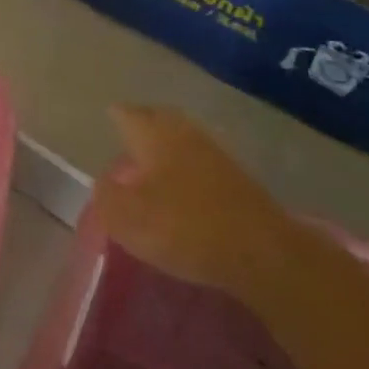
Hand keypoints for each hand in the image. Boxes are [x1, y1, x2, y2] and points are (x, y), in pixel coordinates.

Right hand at [94, 106, 301, 297]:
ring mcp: (215, 154)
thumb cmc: (184, 227)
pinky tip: (183, 185)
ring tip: (152, 162)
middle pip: (158, 119)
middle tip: (128, 136)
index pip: (127, 114)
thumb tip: (104, 182)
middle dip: (143, 123)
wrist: (265, 254)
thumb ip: (106, 195)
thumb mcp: (126, 217)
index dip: (115, 117)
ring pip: (183, 138)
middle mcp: (184, 134)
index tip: (107, 120)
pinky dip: (188, 166)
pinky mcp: (238, 180)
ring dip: (167, 145)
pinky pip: (202, 160)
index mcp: (153, 135)